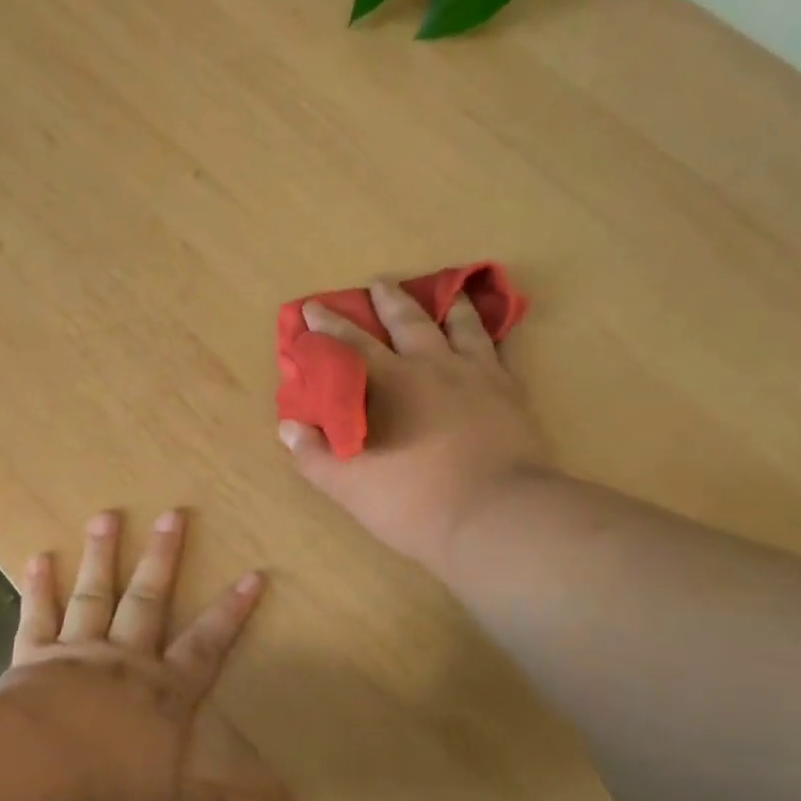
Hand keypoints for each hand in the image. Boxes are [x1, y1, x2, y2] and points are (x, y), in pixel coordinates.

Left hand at [0, 509, 283, 800]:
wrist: (32, 783)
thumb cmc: (108, 797)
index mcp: (163, 693)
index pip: (208, 645)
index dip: (232, 611)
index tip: (252, 574)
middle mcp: (125, 661)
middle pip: (149, 600)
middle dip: (164, 558)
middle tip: (172, 513)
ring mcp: (77, 653)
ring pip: (95, 594)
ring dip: (102, 554)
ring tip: (106, 515)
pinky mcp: (32, 659)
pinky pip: (37, 616)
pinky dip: (38, 586)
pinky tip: (37, 556)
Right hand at [278, 278, 550, 574]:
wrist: (498, 518)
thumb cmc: (416, 503)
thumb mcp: (351, 488)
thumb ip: (315, 456)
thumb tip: (288, 427)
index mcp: (393, 383)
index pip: (352, 344)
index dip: (328, 326)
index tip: (313, 308)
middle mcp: (435, 367)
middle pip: (410, 321)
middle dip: (389, 299)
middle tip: (379, 282)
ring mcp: (479, 376)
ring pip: (463, 326)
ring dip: (449, 306)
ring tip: (448, 294)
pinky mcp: (512, 394)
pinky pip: (501, 352)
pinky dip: (493, 337)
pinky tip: (493, 338)